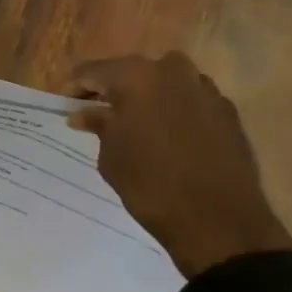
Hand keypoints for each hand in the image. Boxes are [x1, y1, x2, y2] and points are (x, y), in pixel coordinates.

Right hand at [65, 52, 291, 278]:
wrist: (217, 219)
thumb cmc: (149, 184)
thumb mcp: (110, 155)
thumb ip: (98, 125)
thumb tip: (84, 113)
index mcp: (135, 76)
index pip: (93, 71)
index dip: (75, 87)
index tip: (64, 104)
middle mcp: (172, 71)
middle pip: (131, 71)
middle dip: (112, 88)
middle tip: (96, 112)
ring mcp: (204, 89)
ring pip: (165, 81)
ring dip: (146, 96)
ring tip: (133, 122)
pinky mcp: (227, 110)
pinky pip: (190, 99)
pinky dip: (173, 109)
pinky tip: (165, 134)